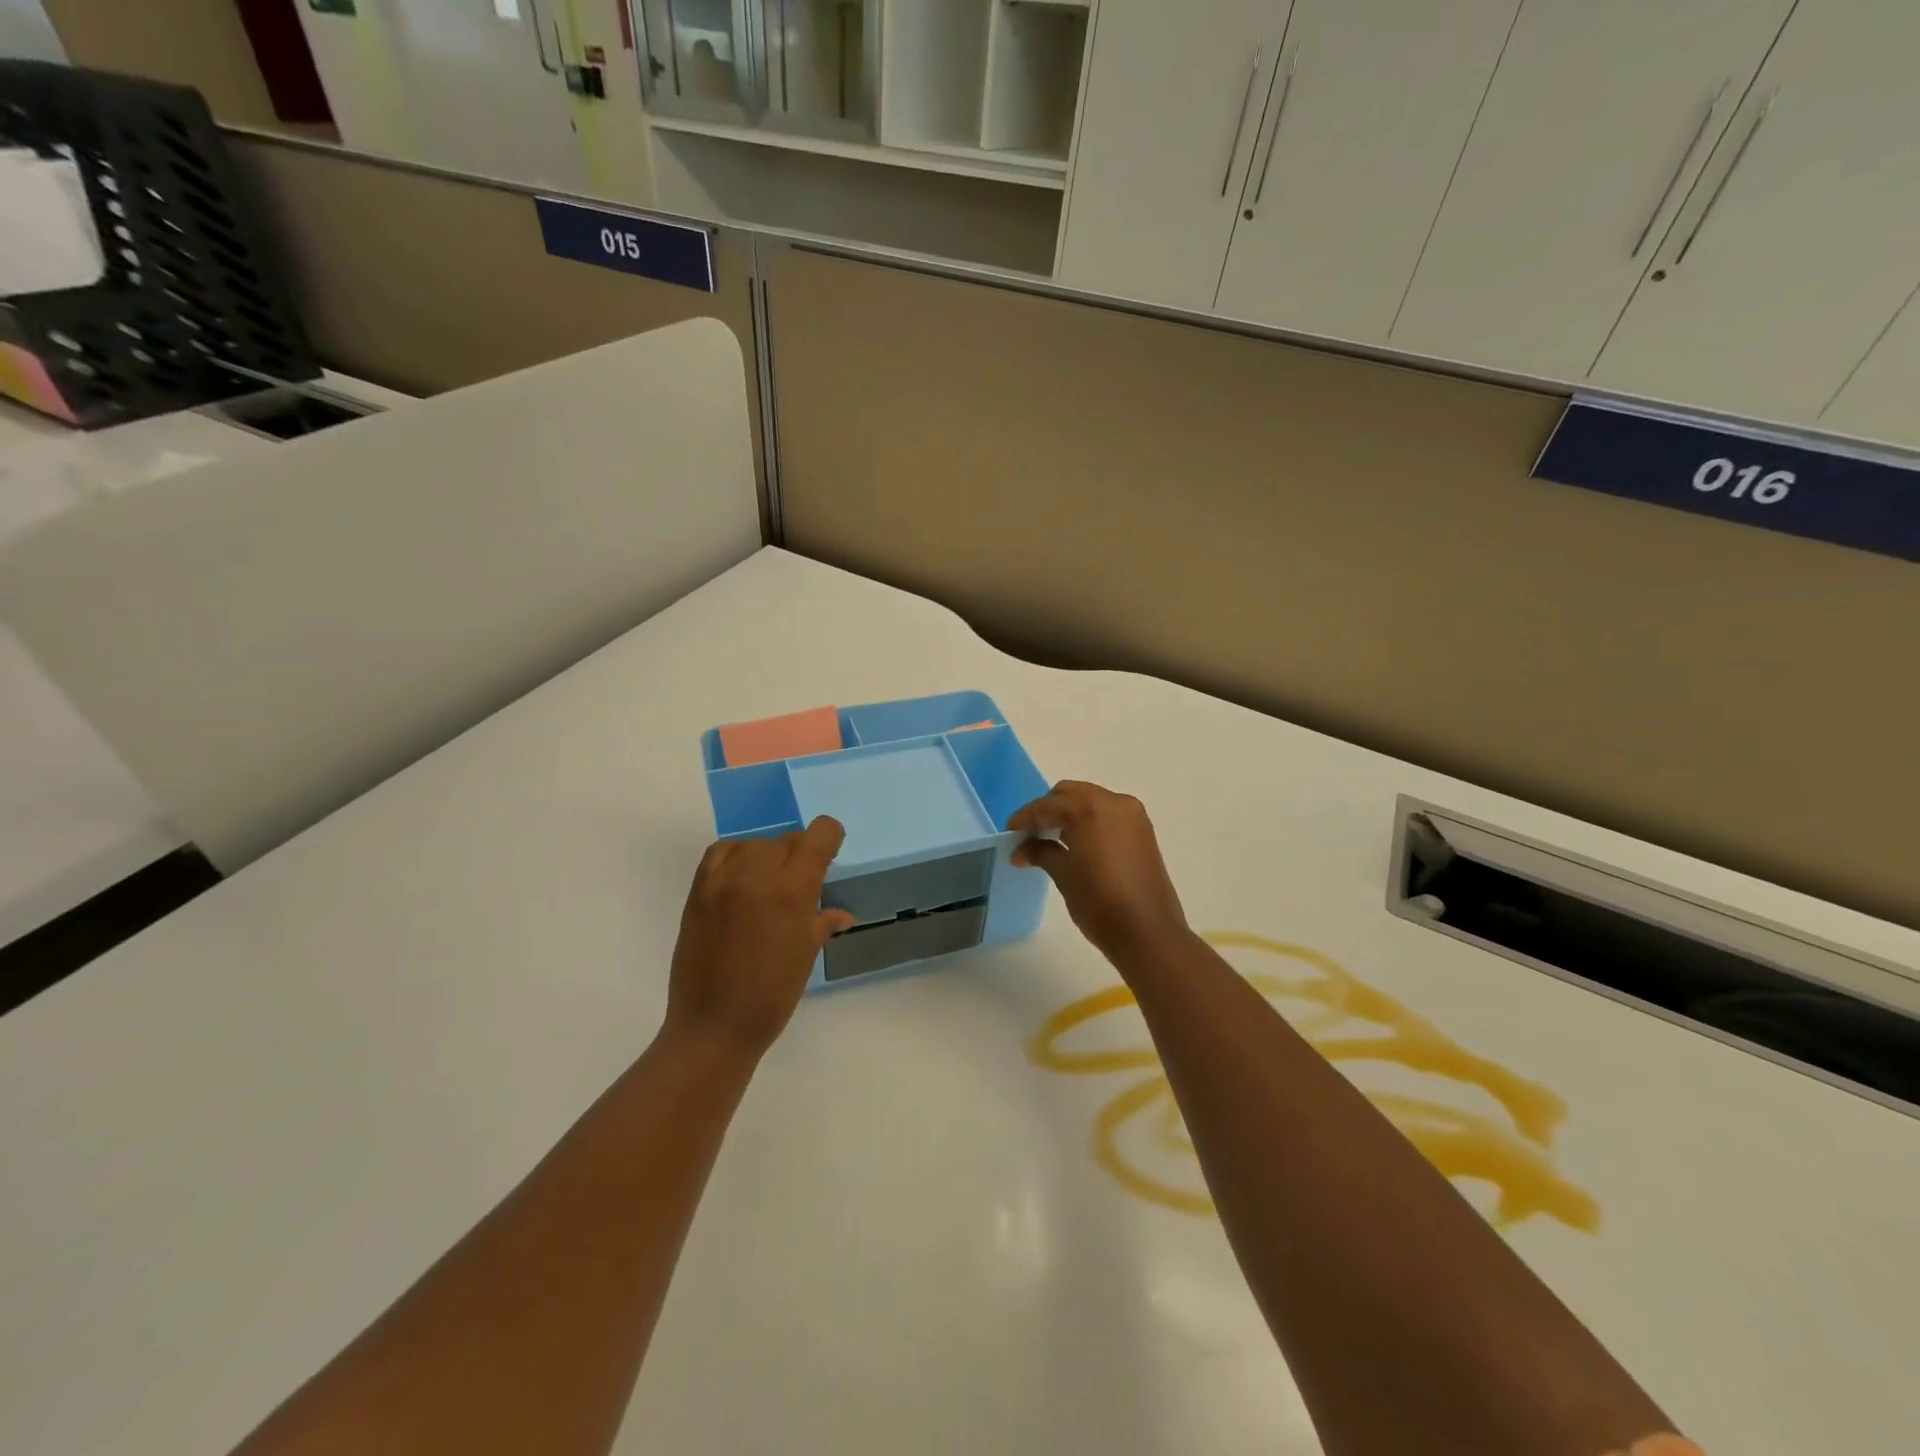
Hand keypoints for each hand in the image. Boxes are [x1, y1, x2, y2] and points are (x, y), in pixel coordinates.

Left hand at [665, 817, 855, 1059]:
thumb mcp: (806, 956)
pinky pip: (721, 852)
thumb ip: (822, 923)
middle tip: (803, 882)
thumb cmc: (771, 995)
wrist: (712, 1026)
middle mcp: (757, 874)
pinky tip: (744, 876)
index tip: (832, 854)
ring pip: (757, 844)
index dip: (830, 839)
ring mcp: (723, 880)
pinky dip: (737, 855)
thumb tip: (841, 914)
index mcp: (791, 890)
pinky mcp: (699, 891)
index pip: (818, 835)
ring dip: (770, 856)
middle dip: (802, 854)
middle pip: (788, 840)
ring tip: (771, 884)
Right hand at [1009, 782, 1189, 962]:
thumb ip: (1041, 852)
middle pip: (1070, 794)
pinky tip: (1074, 843)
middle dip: (1047, 810)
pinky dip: (1088, 821)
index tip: (1009, 833)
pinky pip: (1107, 814)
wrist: (1147, 933)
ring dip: (1068, 814)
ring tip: (1049, 840)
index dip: (1024, 819)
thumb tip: (1022, 850)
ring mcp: (1132, 815)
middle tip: (1029, 834)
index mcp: (1089, 808)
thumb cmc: (1099, 903)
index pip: (1047, 806)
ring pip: (1090, 801)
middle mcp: (1113, 802)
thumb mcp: (1063, 875)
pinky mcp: (1143, 831)